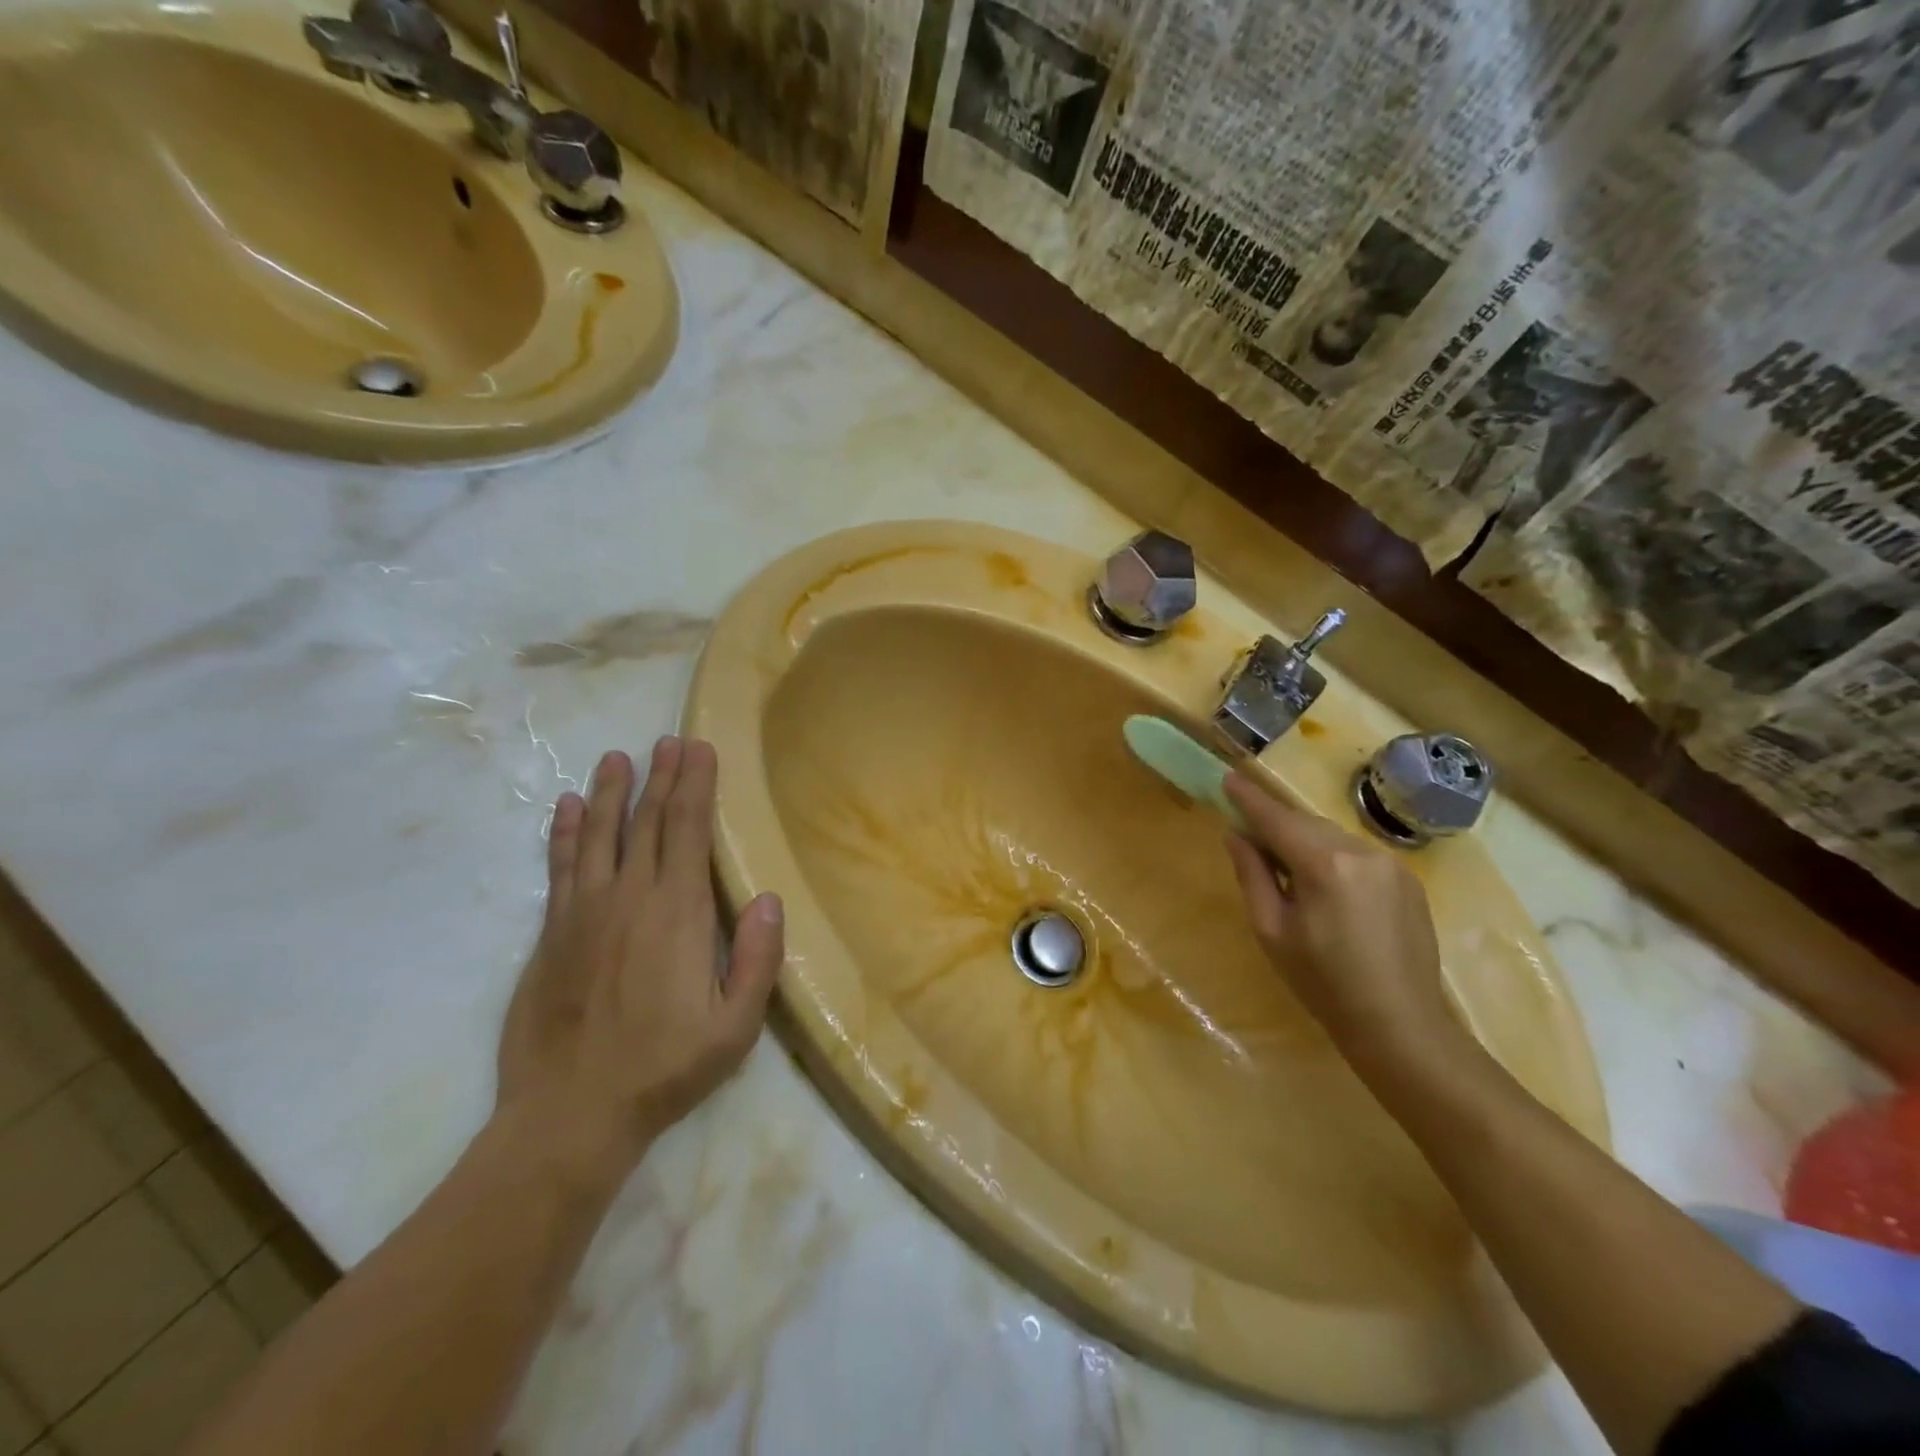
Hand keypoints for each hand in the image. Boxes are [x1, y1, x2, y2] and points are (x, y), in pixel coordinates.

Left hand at [495, 737, 783, 1180]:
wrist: (569, 1115)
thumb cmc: (663, 1069)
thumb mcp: (734, 1028)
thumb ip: (755, 961)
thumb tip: (767, 899)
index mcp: (677, 913)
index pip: (687, 831)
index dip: (695, 786)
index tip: (700, 749)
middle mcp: (629, 898)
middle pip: (647, 822)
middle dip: (662, 777)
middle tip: (671, 740)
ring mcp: (583, 912)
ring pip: (600, 835)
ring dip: (613, 792)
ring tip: (619, 757)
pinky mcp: (552, 933)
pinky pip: (560, 868)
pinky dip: (566, 833)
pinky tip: (569, 807)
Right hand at [1222, 769, 1457, 1066]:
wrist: (1401, 1024)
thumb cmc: (1323, 983)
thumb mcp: (1272, 930)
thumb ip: (1252, 875)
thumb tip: (1236, 835)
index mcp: (1324, 865)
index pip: (1276, 819)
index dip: (1249, 799)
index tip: (1228, 778)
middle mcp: (1362, 852)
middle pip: (1305, 823)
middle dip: (1275, 822)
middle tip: (1246, 829)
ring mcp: (1391, 864)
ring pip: (1332, 837)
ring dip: (1303, 841)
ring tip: (1283, 863)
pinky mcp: (1407, 880)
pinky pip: (1357, 854)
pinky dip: (1331, 856)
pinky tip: (1322, 884)